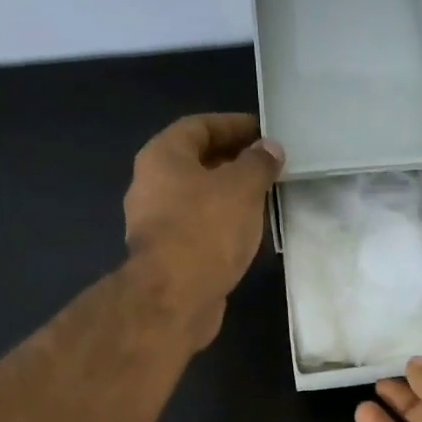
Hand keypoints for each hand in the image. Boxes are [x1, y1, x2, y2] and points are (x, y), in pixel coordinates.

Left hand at [125, 113, 284, 346]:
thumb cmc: (206, 229)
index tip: (264, 132)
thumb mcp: (242, 188)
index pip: (200, 126)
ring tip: (263, 199)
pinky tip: (246, 233)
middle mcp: (151, 184)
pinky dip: (221, 224)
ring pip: (197, 198)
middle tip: (268, 166)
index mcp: (163, 156)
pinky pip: (198, 228)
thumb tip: (269, 148)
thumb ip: (258, 163)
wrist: (175, 297)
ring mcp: (155, 223)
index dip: (233, 125)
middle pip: (196, 162)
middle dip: (232, 162)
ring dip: (228, 196)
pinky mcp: (167, 256)